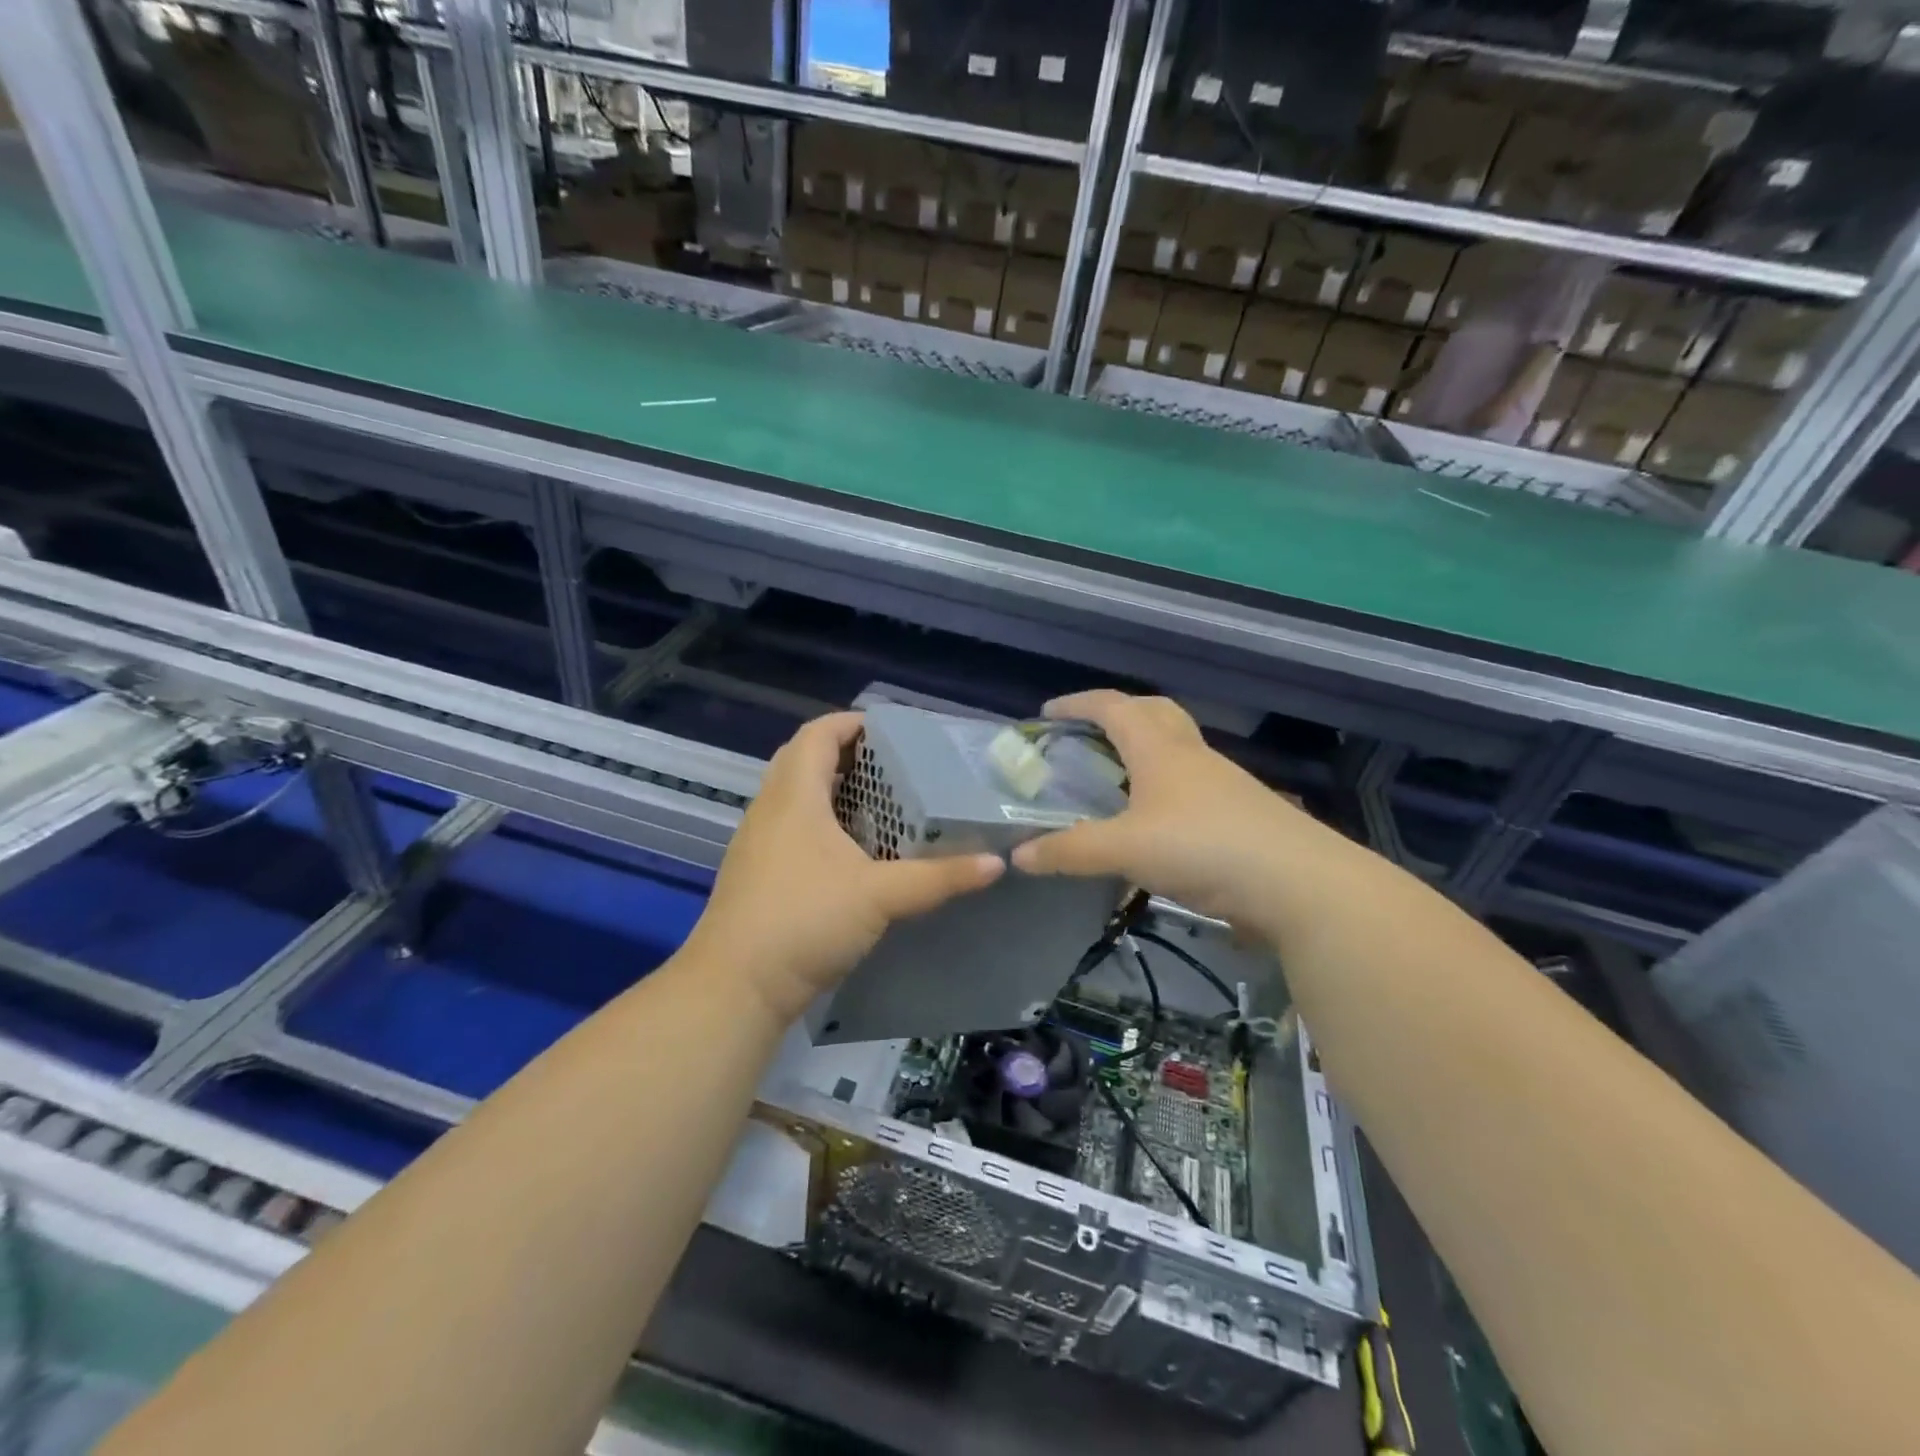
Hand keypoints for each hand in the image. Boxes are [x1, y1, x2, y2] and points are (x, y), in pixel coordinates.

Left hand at [686, 712, 1002, 1023]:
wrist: (736, 987)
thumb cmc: (805, 920)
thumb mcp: (880, 896)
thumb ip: (939, 877)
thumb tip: (996, 863)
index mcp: (794, 795)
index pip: (818, 733)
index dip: (853, 723)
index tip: (894, 732)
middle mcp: (770, 808)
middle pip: (805, 760)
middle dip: (849, 755)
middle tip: (896, 768)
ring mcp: (758, 842)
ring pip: (797, 796)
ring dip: (836, 791)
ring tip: (884, 804)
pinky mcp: (757, 872)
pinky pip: (792, 827)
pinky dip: (824, 823)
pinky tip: (855, 852)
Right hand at [1011, 691, 1349, 937]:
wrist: (1298, 882)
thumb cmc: (1202, 847)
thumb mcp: (1125, 849)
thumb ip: (1070, 852)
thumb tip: (1017, 856)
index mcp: (1160, 749)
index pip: (1113, 707)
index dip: (1078, 705)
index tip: (1047, 714)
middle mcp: (1191, 755)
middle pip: (1154, 713)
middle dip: (1118, 714)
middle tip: (1088, 735)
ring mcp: (1222, 783)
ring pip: (1177, 749)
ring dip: (1144, 751)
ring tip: (1116, 780)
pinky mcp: (1240, 813)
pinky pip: (1192, 785)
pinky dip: (1164, 788)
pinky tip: (1155, 822)